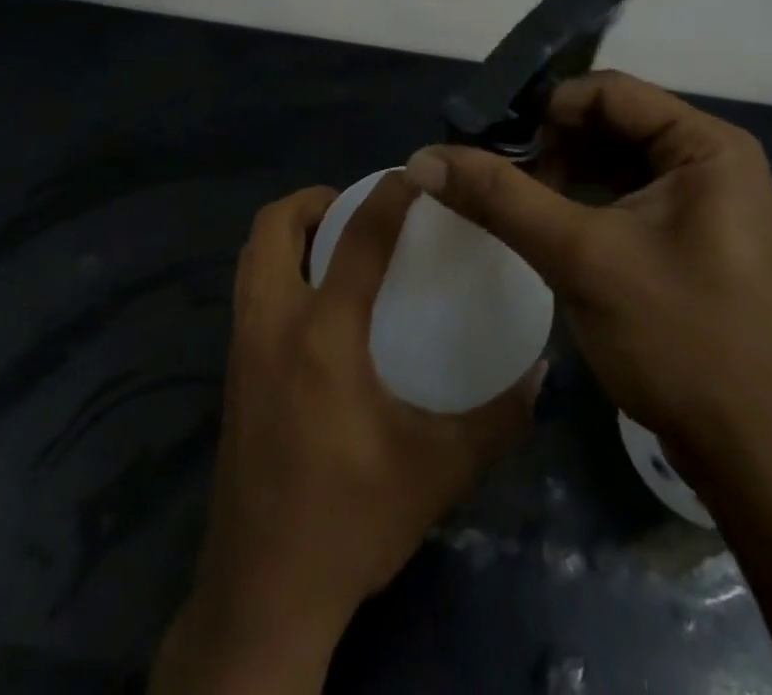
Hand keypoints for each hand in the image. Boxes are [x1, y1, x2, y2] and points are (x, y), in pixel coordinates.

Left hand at [150, 174, 540, 693]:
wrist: (262, 597)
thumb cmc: (350, 522)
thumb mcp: (438, 472)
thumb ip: (495, 419)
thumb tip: (540, 373)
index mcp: (322, 336)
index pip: (358, 238)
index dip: (389, 194)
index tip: (417, 174)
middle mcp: (272, 325)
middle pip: (273, 227)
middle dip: (313, 200)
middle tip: (358, 207)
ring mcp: (241, 349)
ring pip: (251, 257)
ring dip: (289, 233)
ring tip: (336, 243)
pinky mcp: (231, 375)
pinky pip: (248, 292)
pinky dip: (278, 269)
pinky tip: (317, 304)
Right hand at [402, 71, 771, 469]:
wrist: (759, 460)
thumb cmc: (680, 340)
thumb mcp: (582, 259)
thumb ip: (501, 199)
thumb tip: (424, 157)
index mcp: (706, 146)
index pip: (609, 92)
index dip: (546, 108)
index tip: (492, 141)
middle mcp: (712, 161)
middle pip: (613, 124)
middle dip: (551, 144)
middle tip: (496, 176)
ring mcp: (707, 203)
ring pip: (617, 163)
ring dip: (563, 174)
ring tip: (513, 202)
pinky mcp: (694, 240)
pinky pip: (628, 198)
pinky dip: (584, 203)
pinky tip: (547, 226)